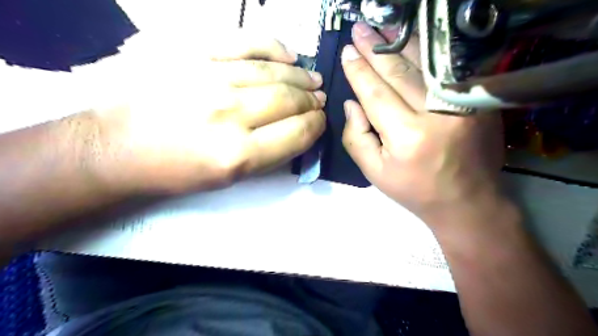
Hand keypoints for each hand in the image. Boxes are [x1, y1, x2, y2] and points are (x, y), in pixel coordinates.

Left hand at [93, 32, 326, 193]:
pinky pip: (245, 43)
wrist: (120, 146)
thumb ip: (270, 155)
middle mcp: (229, 115)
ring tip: (313, 80)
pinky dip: (274, 48)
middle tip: (319, 100)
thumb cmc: (177, 170)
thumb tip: (299, 131)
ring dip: (301, 78)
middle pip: (288, 101)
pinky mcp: (193, 53)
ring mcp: (210, 78)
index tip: (320, 121)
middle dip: (312, 102)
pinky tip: (290, 57)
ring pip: (273, 72)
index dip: (316, 126)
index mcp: (238, 155)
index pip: (297, 133)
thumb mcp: (229, 179)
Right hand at [341, 24, 503, 221]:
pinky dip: (426, 55)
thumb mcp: (374, 172)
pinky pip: (445, 71)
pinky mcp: (477, 101)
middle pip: (399, 73)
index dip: (358, 72)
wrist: (467, 201)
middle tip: (358, 31)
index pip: (375, 94)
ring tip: (380, 29)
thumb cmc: (414, 189)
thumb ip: (356, 137)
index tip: (346, 53)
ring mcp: (462, 104)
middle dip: (374, 50)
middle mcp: (436, 114)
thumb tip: (351, 103)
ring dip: (399, 44)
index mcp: (407, 137)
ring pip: (424, 65)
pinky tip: (410, 43)